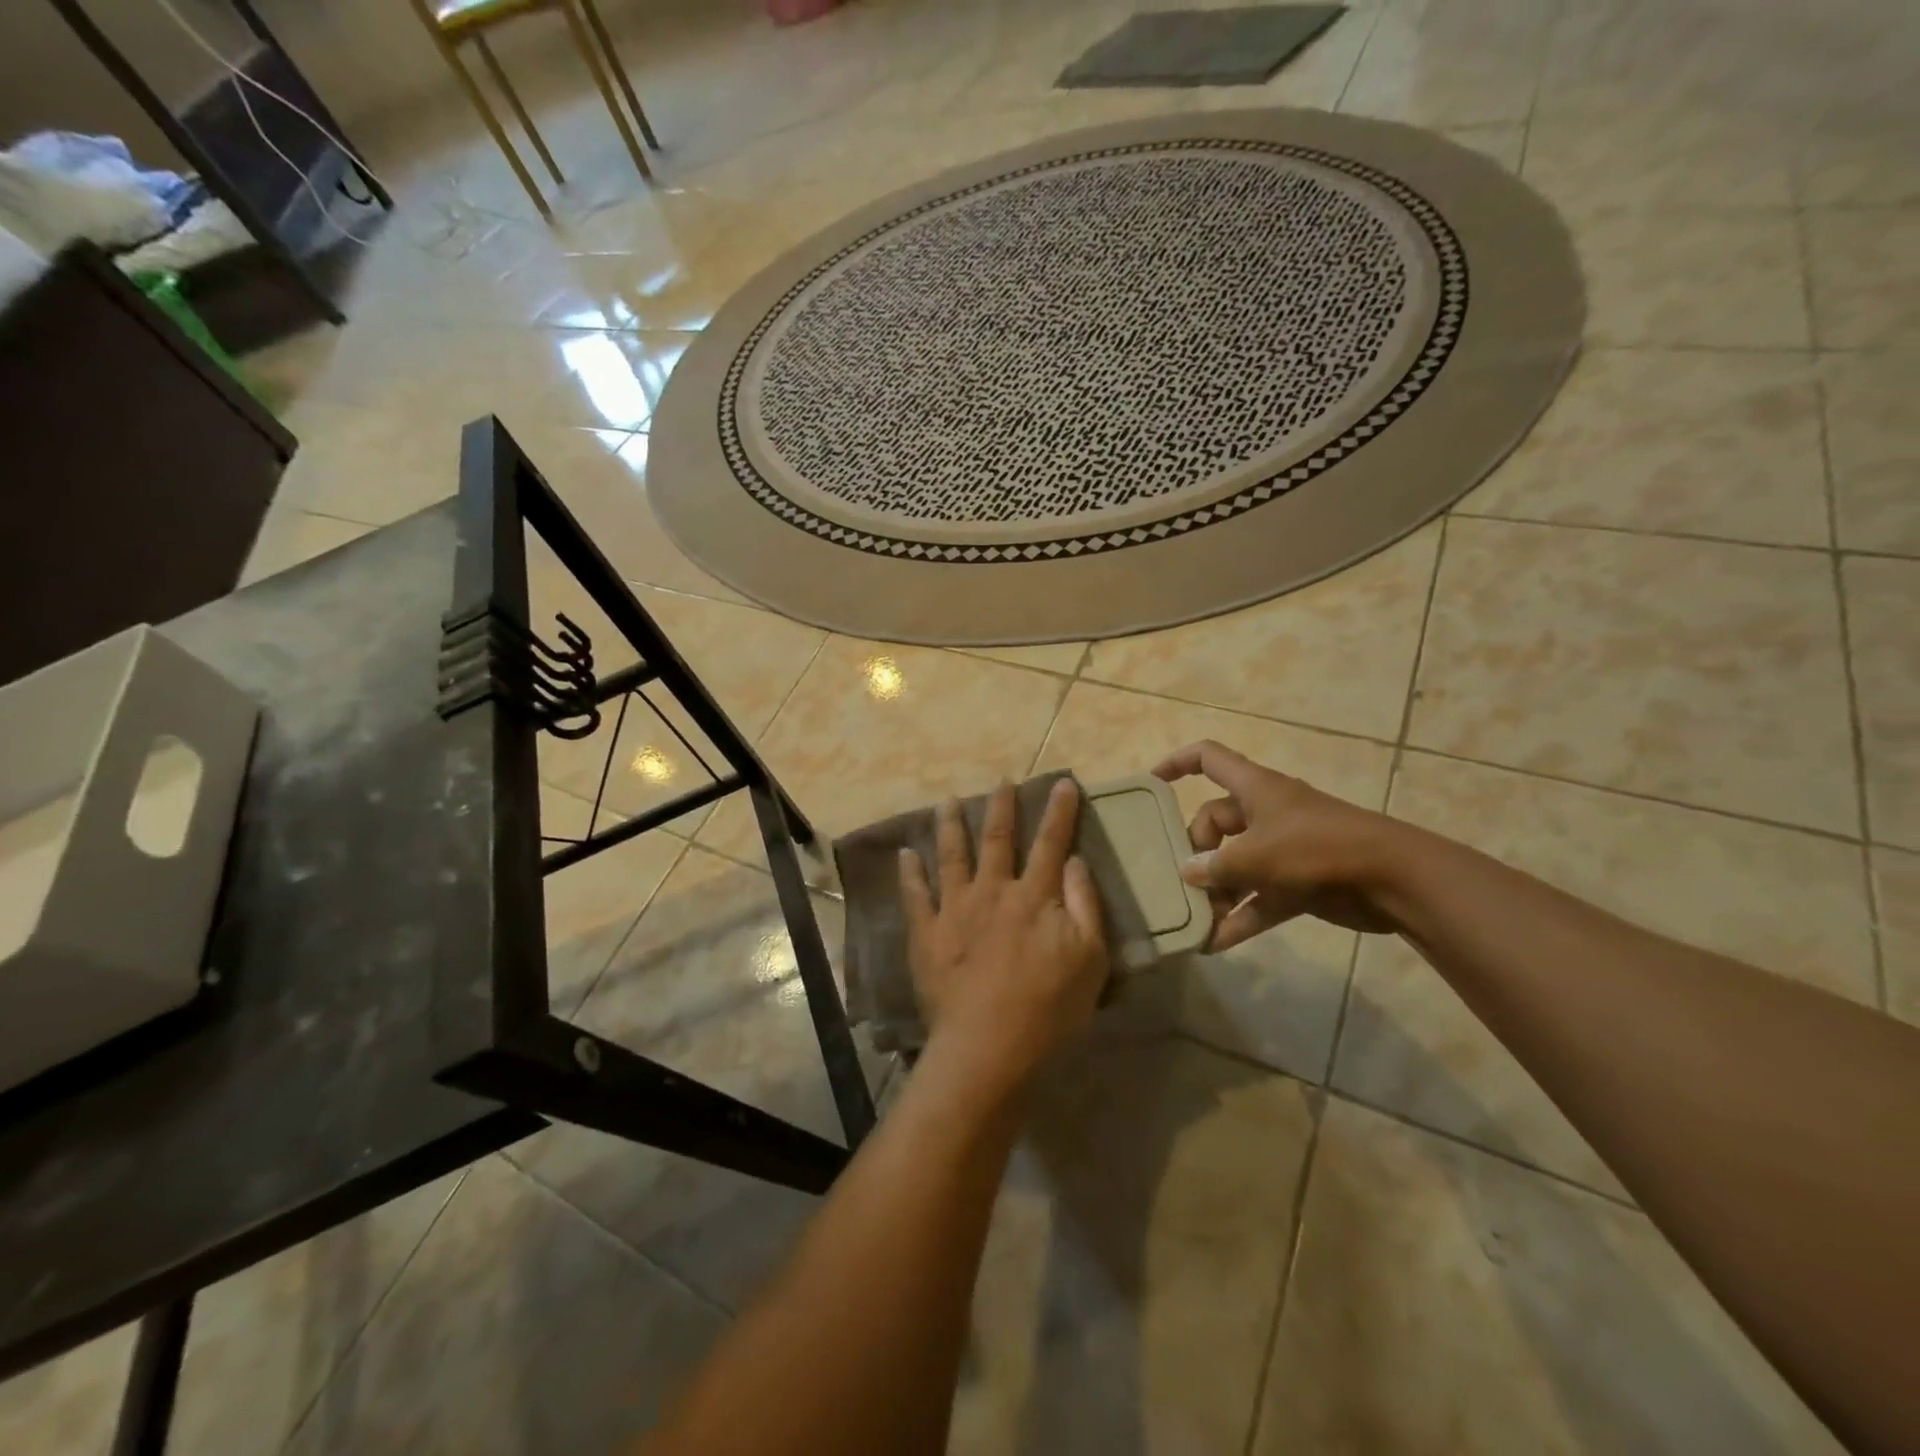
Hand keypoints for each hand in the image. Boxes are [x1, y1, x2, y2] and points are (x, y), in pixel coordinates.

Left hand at [899, 780, 1109, 1094]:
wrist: (988, 1045)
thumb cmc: (1049, 1006)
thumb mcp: (1090, 958)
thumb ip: (1085, 904)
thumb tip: (1076, 860)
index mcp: (1034, 896)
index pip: (1051, 843)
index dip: (1060, 812)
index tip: (1063, 783)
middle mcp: (992, 891)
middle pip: (997, 839)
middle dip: (1001, 806)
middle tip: (1001, 781)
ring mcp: (955, 909)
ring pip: (952, 856)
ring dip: (951, 826)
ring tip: (947, 802)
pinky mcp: (927, 933)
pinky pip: (915, 895)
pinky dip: (910, 873)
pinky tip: (905, 853)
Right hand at [1153, 740, 1403, 947]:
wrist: (1393, 879)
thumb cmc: (1318, 848)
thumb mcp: (1257, 855)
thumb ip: (1216, 866)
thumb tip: (1188, 872)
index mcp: (1255, 788)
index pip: (1208, 758)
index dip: (1177, 763)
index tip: (1151, 784)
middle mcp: (1265, 813)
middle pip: (1215, 822)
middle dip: (1196, 852)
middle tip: (1183, 881)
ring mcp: (1283, 848)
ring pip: (1236, 864)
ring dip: (1216, 891)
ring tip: (1194, 920)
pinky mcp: (1298, 882)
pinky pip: (1259, 898)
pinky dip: (1241, 917)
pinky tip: (1217, 943)